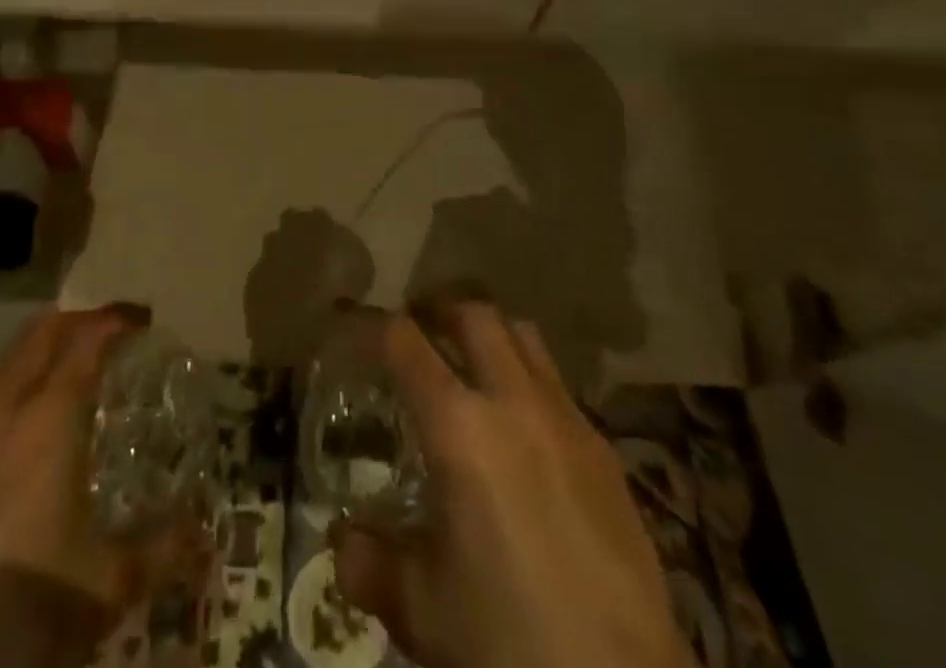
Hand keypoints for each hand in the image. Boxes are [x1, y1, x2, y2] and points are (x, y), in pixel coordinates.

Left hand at [0, 306, 203, 667]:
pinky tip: (6, 422)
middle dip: (77, 322)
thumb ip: (163, 550)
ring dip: (35, 352)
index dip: (116, 321)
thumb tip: (206, 540)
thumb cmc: (29, 604)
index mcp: (51, 415)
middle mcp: (3, 406)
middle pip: (41, 334)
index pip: (88, 340)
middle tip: (106, 332)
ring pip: (1, 360)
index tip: (140, 320)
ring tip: (59, 370)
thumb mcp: (109, 583)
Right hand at [331, 304, 687, 667]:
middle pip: (473, 315)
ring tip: (471, 362)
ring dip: (490, 334)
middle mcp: (513, 401)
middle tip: (418, 330)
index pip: (404, 342)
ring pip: (524, 336)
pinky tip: (523, 429)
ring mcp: (566, 418)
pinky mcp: (604, 449)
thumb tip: (342, 541)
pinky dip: (529, 379)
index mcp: (458, 427)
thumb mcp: (422, 610)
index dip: (370, 323)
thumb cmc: (507, 642)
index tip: (351, 324)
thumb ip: (371, 565)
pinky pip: (558, 384)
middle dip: (439, 311)